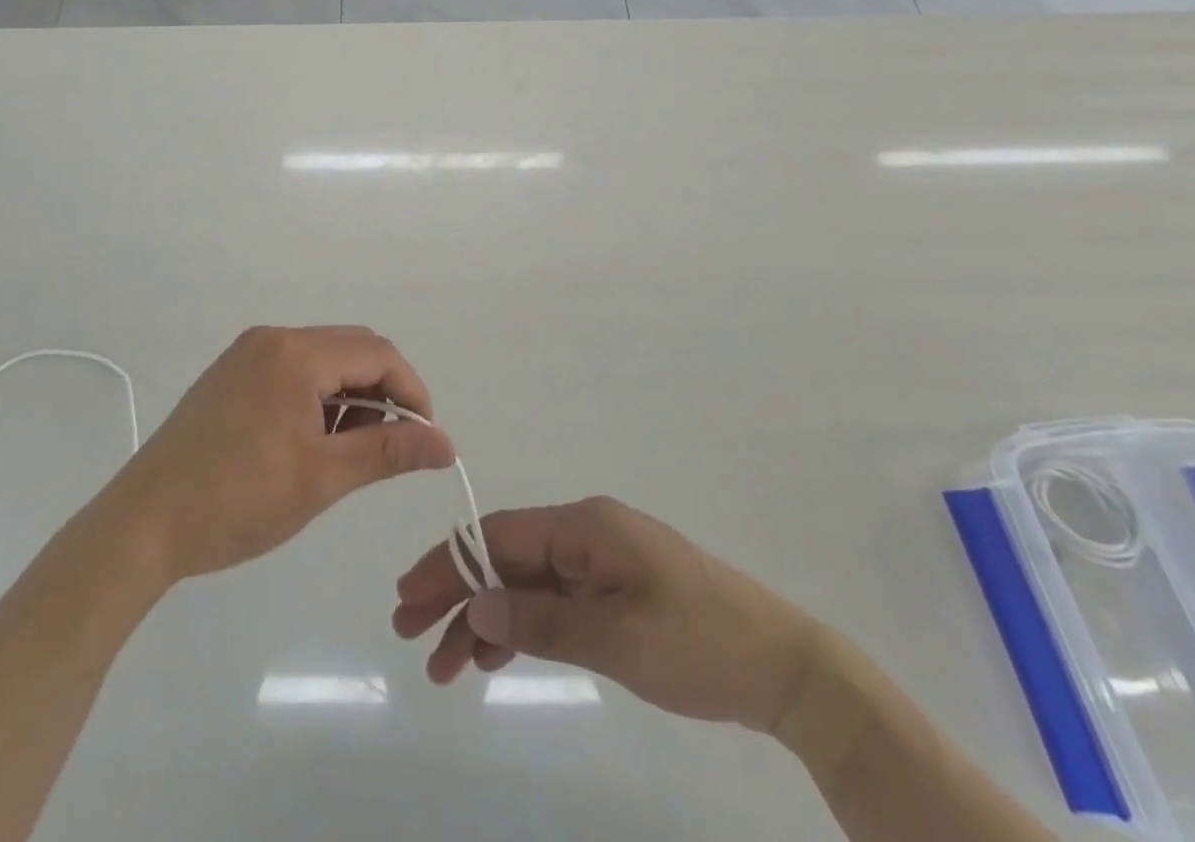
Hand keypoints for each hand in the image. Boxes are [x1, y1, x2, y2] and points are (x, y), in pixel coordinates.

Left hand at [102, 326, 455, 582]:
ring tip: (346, 449)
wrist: (143, 525)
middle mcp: (273, 338)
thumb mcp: (322, 477)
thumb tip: (446, 444)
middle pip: (353, 348)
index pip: (378, 354)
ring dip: (350, 393)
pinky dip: (318, 394)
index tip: (423, 440)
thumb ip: (388, 451)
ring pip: (324, 357)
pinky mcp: (231, 372)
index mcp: (296, 353)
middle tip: (388, 446)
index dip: (412, 392)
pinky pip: (293, 367)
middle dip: (383, 390)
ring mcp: (247, 353)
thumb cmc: (238, 501)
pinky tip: (311, 439)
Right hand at [393, 496, 819, 734]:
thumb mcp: (616, 636)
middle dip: (457, 592)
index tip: (410, 596)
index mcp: (584, 526)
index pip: (499, 535)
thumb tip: (475, 604)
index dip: (450, 563)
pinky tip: (495, 657)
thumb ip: (541, 620)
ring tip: (447, 666)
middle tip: (412, 634)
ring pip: (524, 584)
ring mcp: (599, 564)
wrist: (785, 668)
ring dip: (485, 618)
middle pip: (505, 558)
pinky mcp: (612, 594)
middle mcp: (584, 535)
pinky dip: (521, 628)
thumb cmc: (699, 642)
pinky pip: (552, 604)